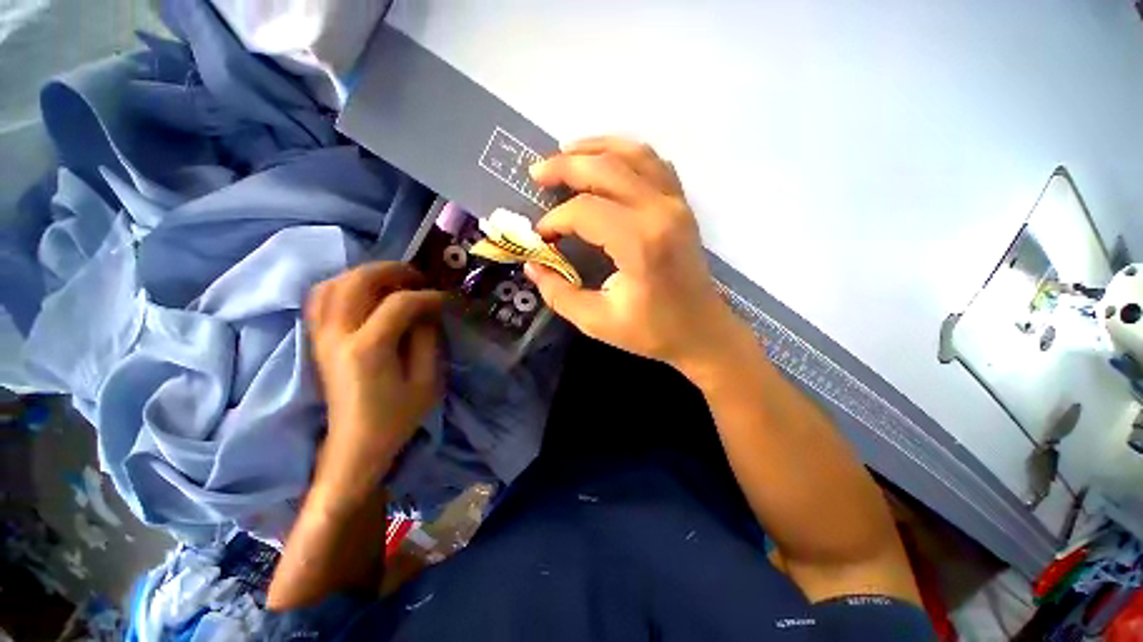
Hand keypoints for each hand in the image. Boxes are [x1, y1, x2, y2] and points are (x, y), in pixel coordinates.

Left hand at [306, 262, 444, 482]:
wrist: (355, 445)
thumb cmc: (397, 417)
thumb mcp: (427, 381)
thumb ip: (428, 339)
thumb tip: (428, 310)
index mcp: (368, 348)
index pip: (399, 303)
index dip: (427, 296)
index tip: (446, 300)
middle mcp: (338, 335)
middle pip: (357, 281)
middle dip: (392, 270)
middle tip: (418, 277)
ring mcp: (321, 336)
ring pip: (333, 284)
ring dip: (365, 274)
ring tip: (393, 281)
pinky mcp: (317, 341)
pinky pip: (320, 299)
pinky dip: (342, 285)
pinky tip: (364, 292)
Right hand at [526, 137, 745, 372]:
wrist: (702, 332)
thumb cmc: (652, 331)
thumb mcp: (597, 321)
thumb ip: (559, 293)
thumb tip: (532, 265)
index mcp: (639, 243)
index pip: (584, 211)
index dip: (555, 220)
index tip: (542, 238)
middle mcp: (659, 211)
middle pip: (605, 168)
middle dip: (564, 166)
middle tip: (536, 173)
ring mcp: (676, 203)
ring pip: (632, 153)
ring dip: (594, 149)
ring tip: (565, 154)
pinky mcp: (682, 205)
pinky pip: (653, 163)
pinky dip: (625, 153)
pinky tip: (606, 162)